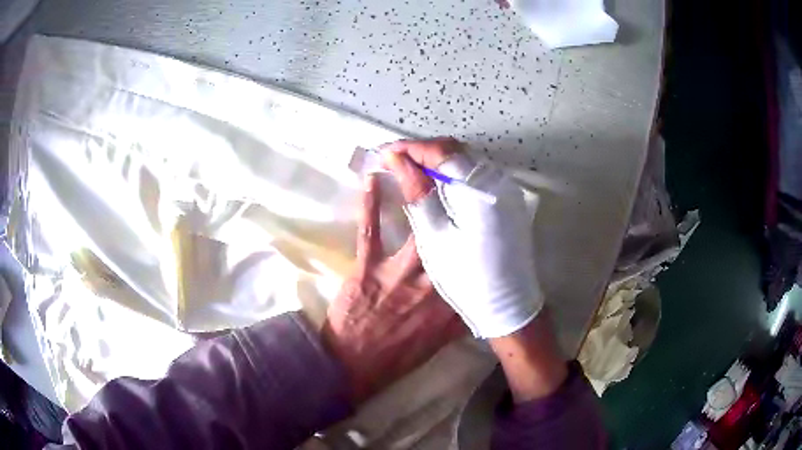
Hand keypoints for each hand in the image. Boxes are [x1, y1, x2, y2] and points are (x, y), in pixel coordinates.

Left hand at [322, 175, 465, 403]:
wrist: (355, 365)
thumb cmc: (399, 355)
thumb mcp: (441, 341)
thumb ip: (461, 316)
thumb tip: (477, 297)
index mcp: (453, 299)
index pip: (476, 259)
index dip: (483, 228)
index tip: (487, 202)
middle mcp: (433, 281)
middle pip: (451, 231)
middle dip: (456, 196)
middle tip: (457, 164)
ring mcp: (398, 274)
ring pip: (417, 225)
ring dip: (417, 189)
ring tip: (418, 158)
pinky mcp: (367, 270)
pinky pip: (370, 232)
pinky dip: (370, 205)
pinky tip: (372, 179)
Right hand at [382, 137, 566, 401]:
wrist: (507, 303)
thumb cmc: (466, 276)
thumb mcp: (434, 236)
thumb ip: (416, 192)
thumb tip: (396, 159)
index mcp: (479, 189)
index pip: (440, 151)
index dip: (409, 148)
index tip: (384, 153)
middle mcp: (497, 180)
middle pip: (455, 150)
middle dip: (422, 151)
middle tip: (394, 160)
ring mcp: (506, 188)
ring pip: (466, 159)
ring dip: (437, 160)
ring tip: (410, 169)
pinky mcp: (508, 199)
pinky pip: (476, 173)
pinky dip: (453, 172)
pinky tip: (436, 183)